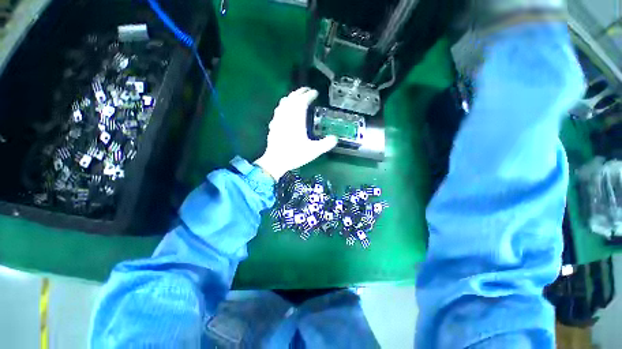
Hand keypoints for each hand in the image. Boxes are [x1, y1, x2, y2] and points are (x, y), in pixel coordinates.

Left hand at [254, 87, 336, 180]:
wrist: (276, 161)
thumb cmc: (295, 155)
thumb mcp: (314, 151)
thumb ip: (326, 144)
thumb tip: (335, 138)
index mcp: (297, 120)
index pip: (303, 101)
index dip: (309, 95)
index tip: (315, 92)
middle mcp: (287, 116)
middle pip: (292, 98)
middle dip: (300, 92)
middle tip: (307, 90)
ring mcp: (278, 120)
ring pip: (284, 102)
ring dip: (291, 97)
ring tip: (297, 97)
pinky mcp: (273, 125)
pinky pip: (278, 110)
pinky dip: (283, 105)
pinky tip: (284, 109)